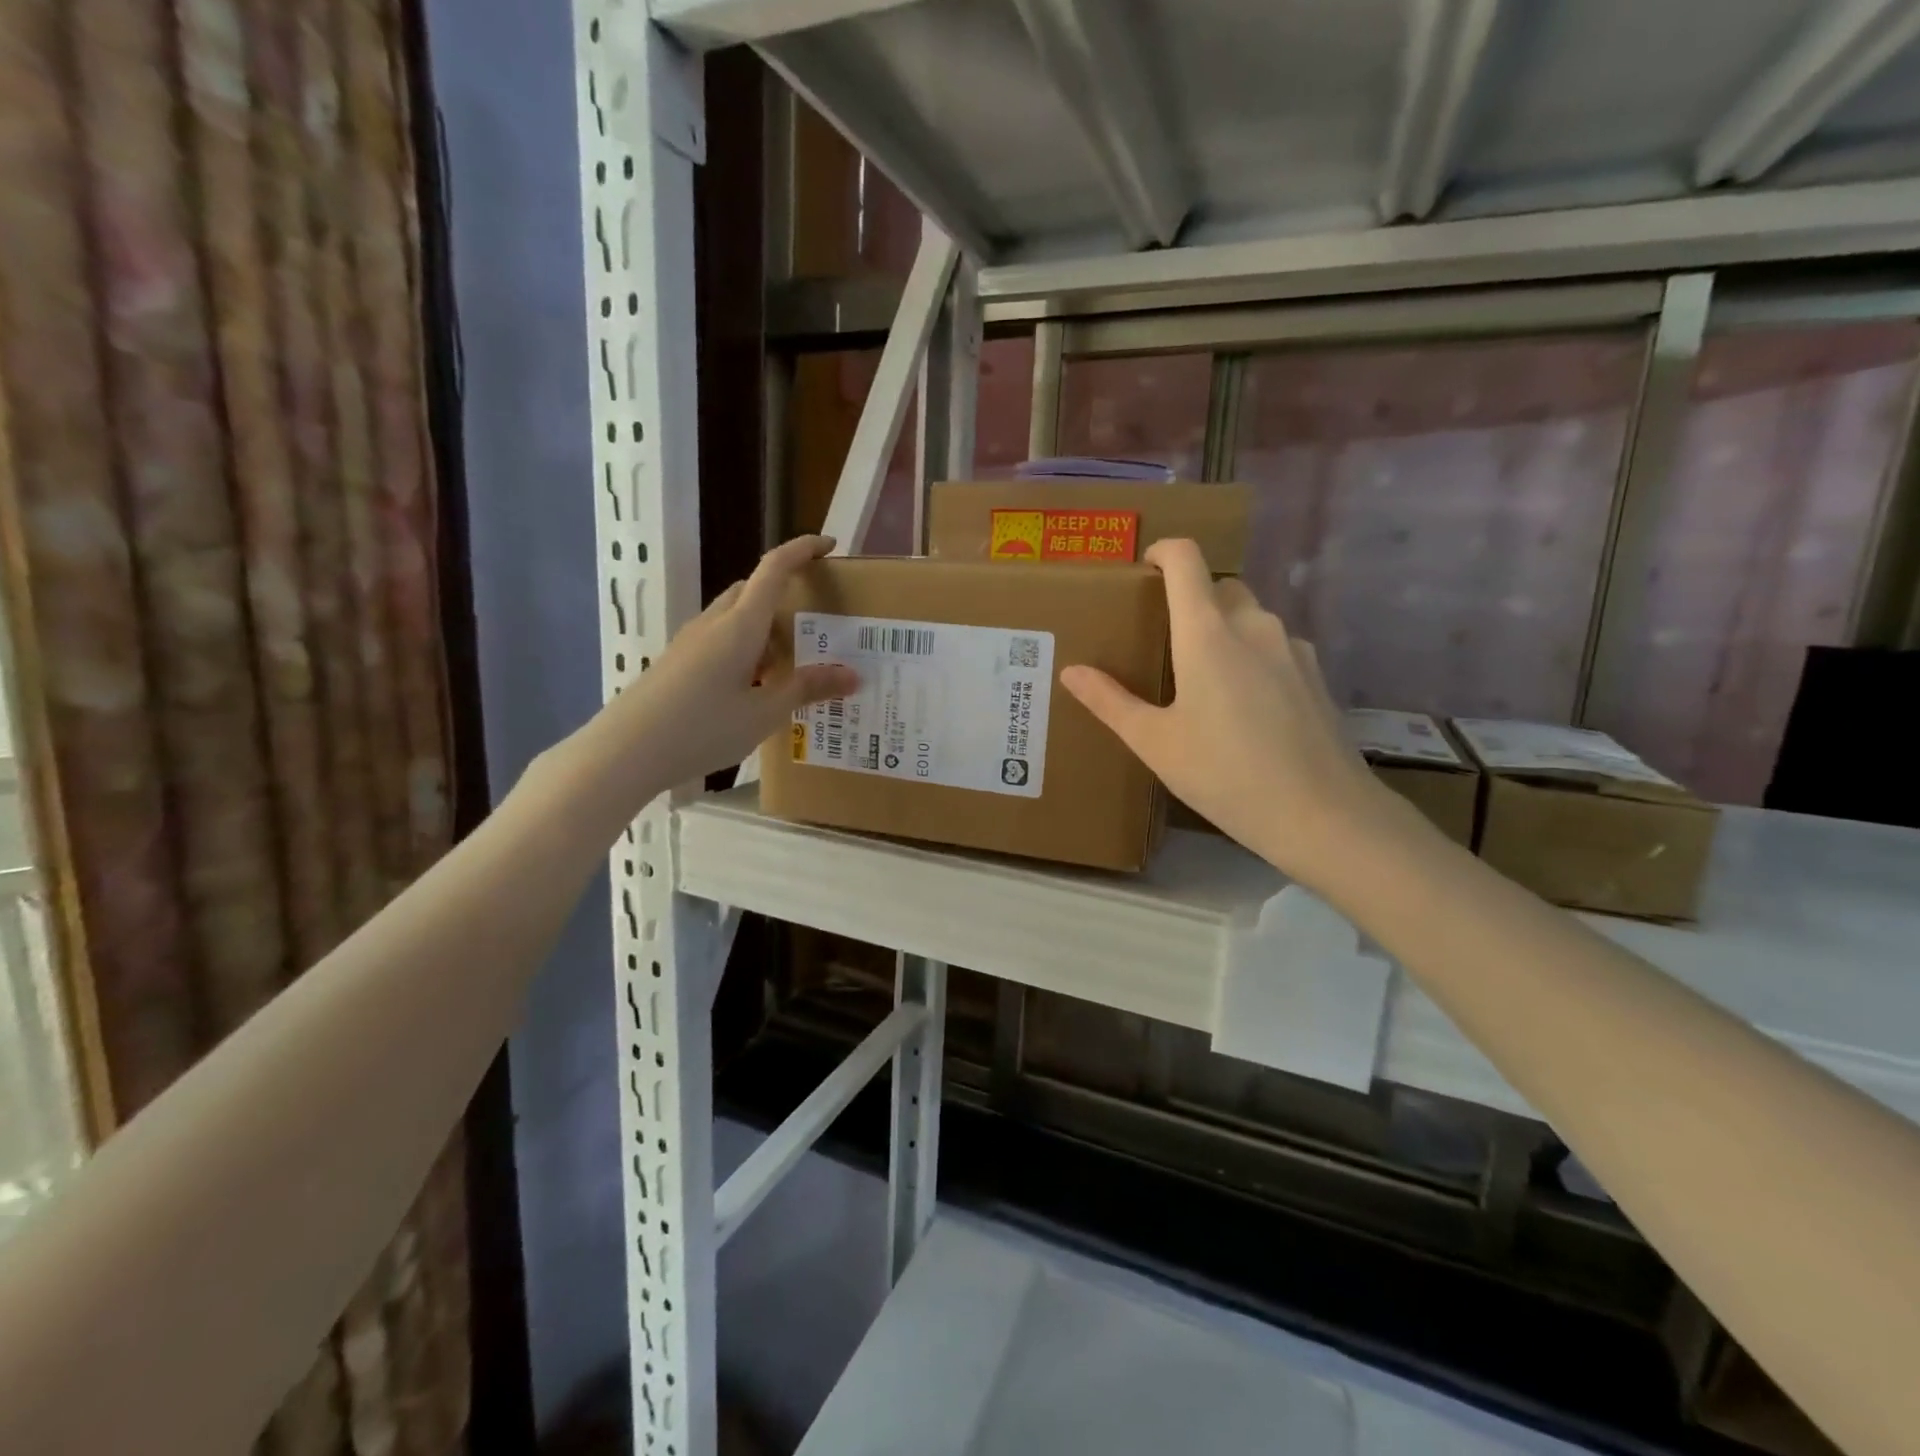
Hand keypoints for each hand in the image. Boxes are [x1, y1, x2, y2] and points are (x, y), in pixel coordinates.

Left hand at [580, 535, 857, 810]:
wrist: (626, 750)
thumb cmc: (702, 727)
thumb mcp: (764, 712)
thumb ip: (807, 688)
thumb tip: (852, 674)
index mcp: (740, 624)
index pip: (774, 568)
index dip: (802, 550)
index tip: (829, 546)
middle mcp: (714, 622)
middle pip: (752, 590)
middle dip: (785, 596)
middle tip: (815, 627)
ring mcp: (691, 641)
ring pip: (734, 617)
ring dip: (764, 628)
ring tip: (790, 666)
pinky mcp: (678, 662)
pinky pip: (719, 640)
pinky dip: (745, 649)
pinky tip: (753, 688)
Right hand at [1060, 539, 1401, 883]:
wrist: (1323, 815)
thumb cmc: (1225, 775)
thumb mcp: (1156, 743)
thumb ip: (1111, 701)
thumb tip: (1071, 672)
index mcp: (1208, 632)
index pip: (1186, 559)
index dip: (1162, 552)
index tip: (1142, 571)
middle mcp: (1254, 625)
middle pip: (1219, 586)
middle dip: (1189, 597)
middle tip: (1163, 638)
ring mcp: (1292, 648)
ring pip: (1250, 615)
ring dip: (1222, 627)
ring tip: (1200, 676)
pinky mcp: (1316, 674)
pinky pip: (1274, 645)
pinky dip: (1251, 654)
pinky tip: (1243, 704)